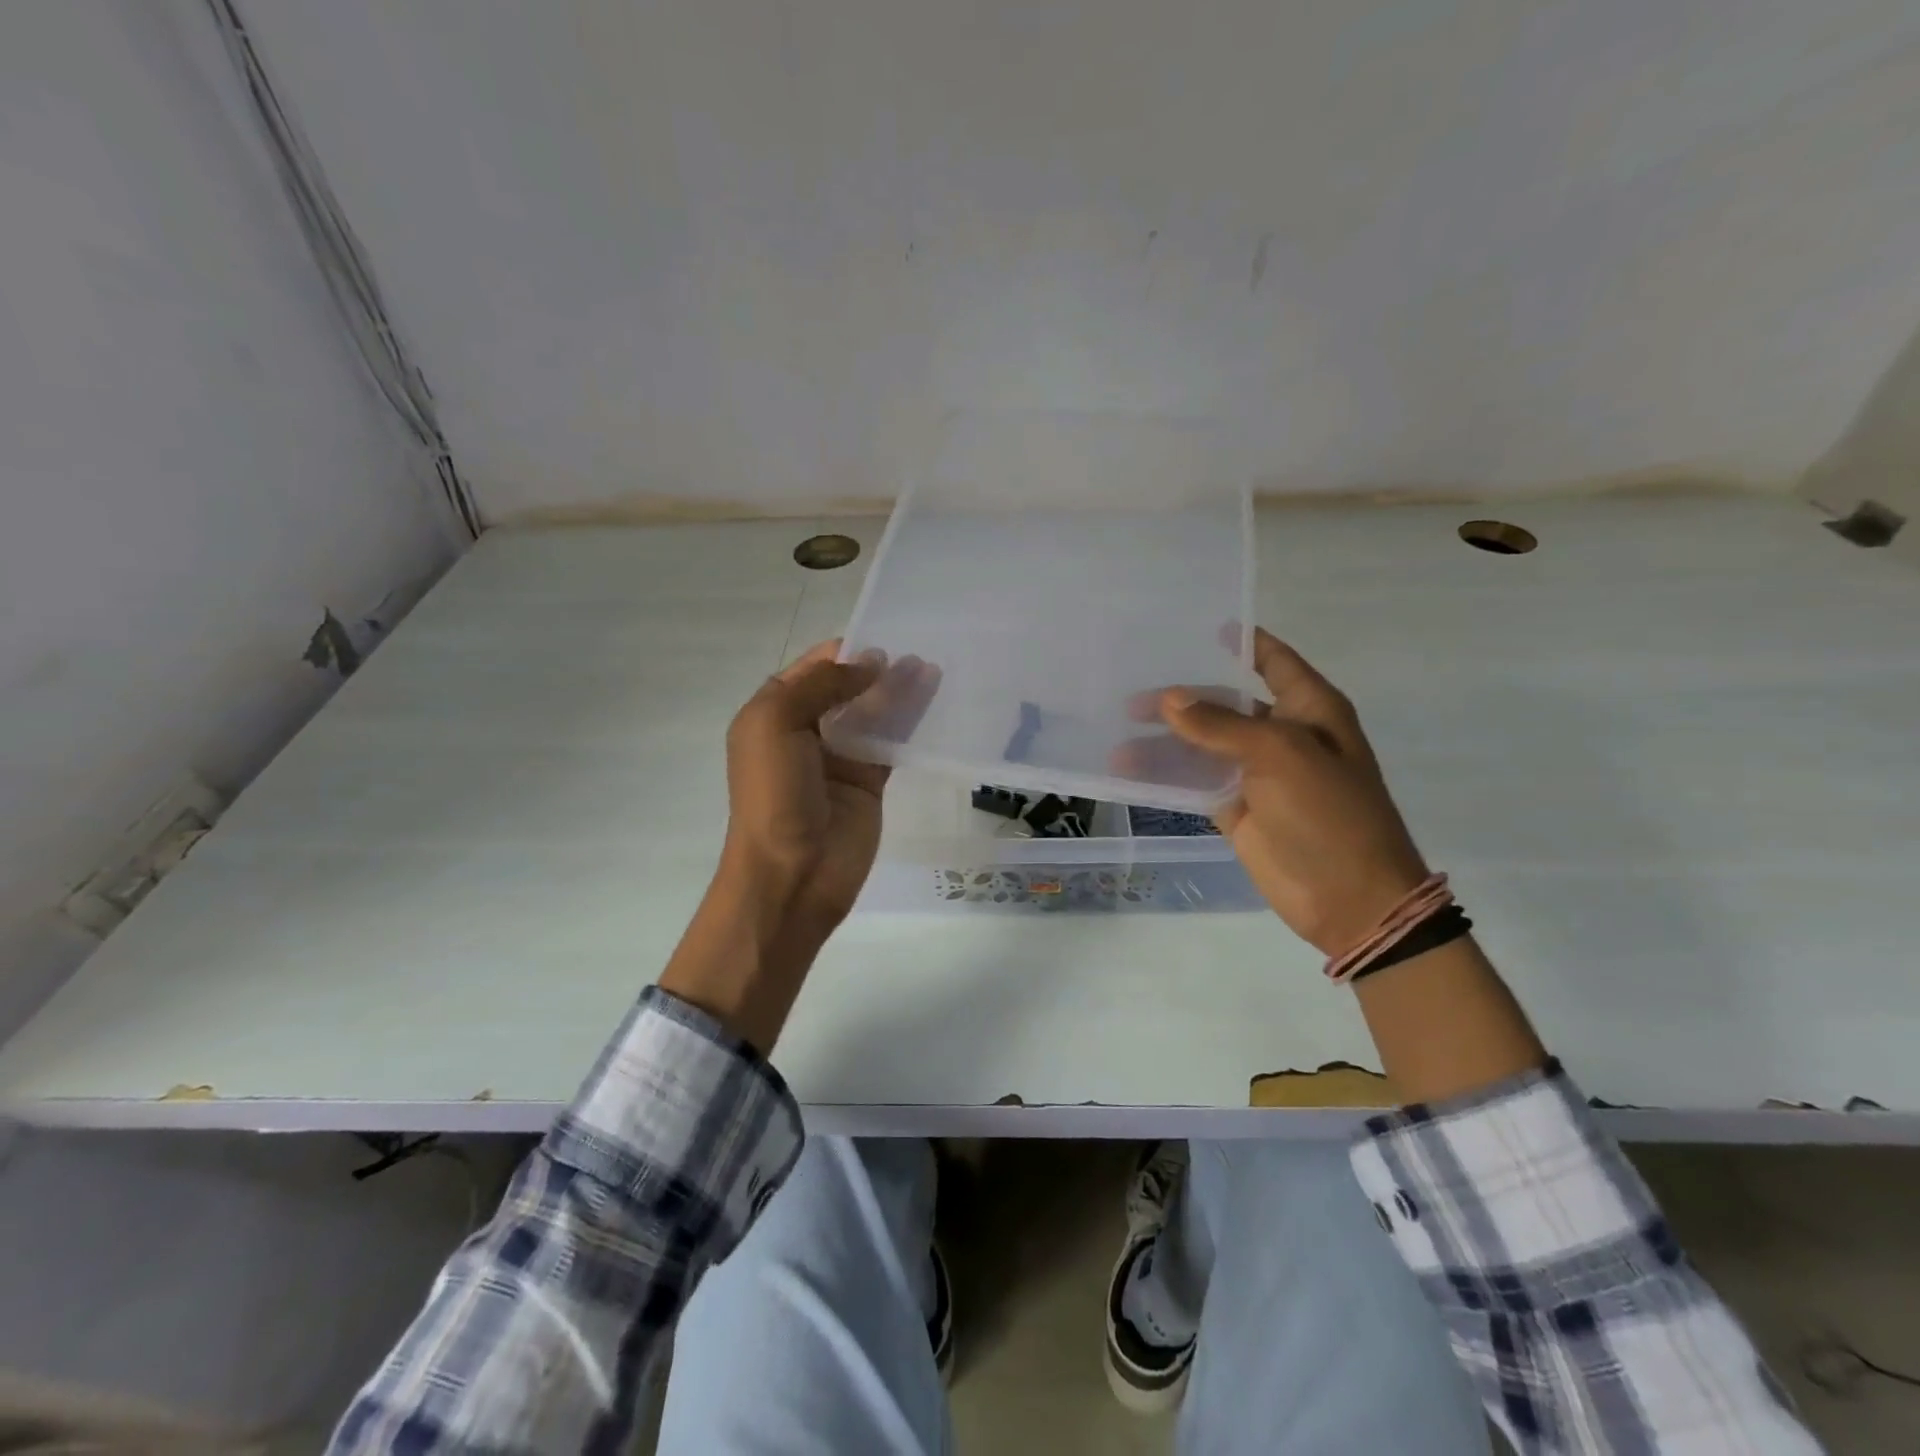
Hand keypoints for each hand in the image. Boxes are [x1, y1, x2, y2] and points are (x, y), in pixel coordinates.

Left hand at [720, 639, 936, 931]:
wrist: (792, 874)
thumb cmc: (774, 794)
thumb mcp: (777, 723)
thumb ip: (822, 685)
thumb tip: (871, 663)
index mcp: (774, 713)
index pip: (813, 669)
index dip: (845, 652)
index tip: (884, 634)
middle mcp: (806, 731)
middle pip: (847, 688)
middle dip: (877, 668)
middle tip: (915, 651)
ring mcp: (840, 757)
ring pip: (874, 713)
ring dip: (899, 691)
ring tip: (930, 668)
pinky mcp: (870, 781)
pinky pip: (893, 743)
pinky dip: (911, 722)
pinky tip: (933, 701)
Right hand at [1148, 628, 1429, 956]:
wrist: (1348, 897)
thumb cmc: (1328, 812)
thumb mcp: (1279, 754)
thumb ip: (1220, 725)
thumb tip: (1168, 700)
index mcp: (1308, 709)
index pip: (1273, 661)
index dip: (1242, 642)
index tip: (1199, 626)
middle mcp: (1281, 735)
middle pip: (1224, 703)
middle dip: (1182, 697)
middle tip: (1132, 696)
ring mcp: (1257, 774)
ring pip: (1203, 744)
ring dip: (1165, 740)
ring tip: (1119, 734)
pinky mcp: (1236, 808)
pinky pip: (1195, 782)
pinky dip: (1166, 775)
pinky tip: (1130, 768)